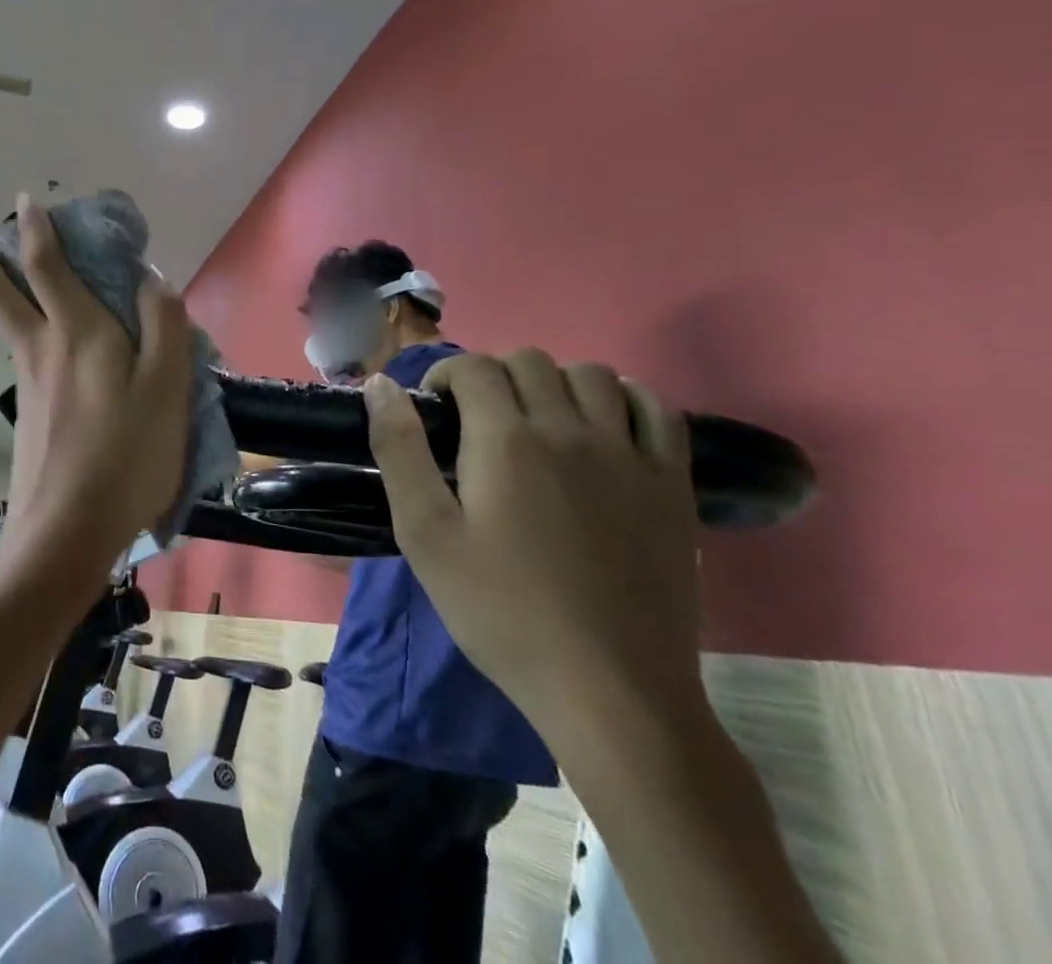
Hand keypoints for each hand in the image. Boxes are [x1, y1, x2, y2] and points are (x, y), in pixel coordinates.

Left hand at [0, 195, 191, 554]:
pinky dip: (22, 328)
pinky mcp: (29, 413)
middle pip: (0, 293)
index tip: (27, 201)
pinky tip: (43, 343)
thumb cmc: (127, 455)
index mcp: (78, 332)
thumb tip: (151, 280)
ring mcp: (29, 382)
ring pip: (6, 323)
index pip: (48, 265)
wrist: (67, 530)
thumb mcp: (167, 387)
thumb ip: (164, 326)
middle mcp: (42, 348)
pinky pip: (24, 353)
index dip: (37, 229)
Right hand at [363, 349, 703, 737]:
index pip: (474, 367)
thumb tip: (379, 384)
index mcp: (507, 439)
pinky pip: (657, 409)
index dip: (445, 376)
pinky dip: (625, 399)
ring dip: (554, 381)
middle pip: (530, 361)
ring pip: (591, 375)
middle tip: (478, 421)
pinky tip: (603, 425)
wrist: (609, 690)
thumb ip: (399, 450)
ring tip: (537, 420)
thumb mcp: (425, 534)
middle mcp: (569, 429)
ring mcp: (628, 454)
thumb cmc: (501, 611)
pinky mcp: (671, 485)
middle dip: (493, 376)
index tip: (435, 410)